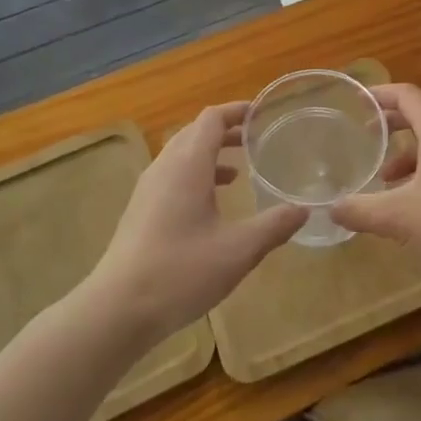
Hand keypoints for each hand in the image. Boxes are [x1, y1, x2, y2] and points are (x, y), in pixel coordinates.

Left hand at [86, 103, 304, 341]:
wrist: (116, 310)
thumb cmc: (180, 272)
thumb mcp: (237, 251)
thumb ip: (273, 227)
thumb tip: (304, 210)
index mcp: (188, 165)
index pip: (211, 119)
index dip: (236, 111)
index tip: (262, 113)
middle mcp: (165, 168)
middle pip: (195, 132)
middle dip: (226, 131)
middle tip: (256, 140)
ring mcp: (148, 189)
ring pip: (182, 156)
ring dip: (210, 155)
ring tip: (240, 171)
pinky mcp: (140, 211)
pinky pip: (172, 176)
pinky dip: (196, 176)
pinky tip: (211, 205)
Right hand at [332, 84, 420, 285]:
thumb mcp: (399, 216)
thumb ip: (362, 210)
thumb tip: (331, 208)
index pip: (406, 94)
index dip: (380, 95)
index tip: (357, 102)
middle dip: (392, 121)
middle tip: (366, 133)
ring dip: (409, 150)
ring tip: (385, 176)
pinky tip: (414, 201)